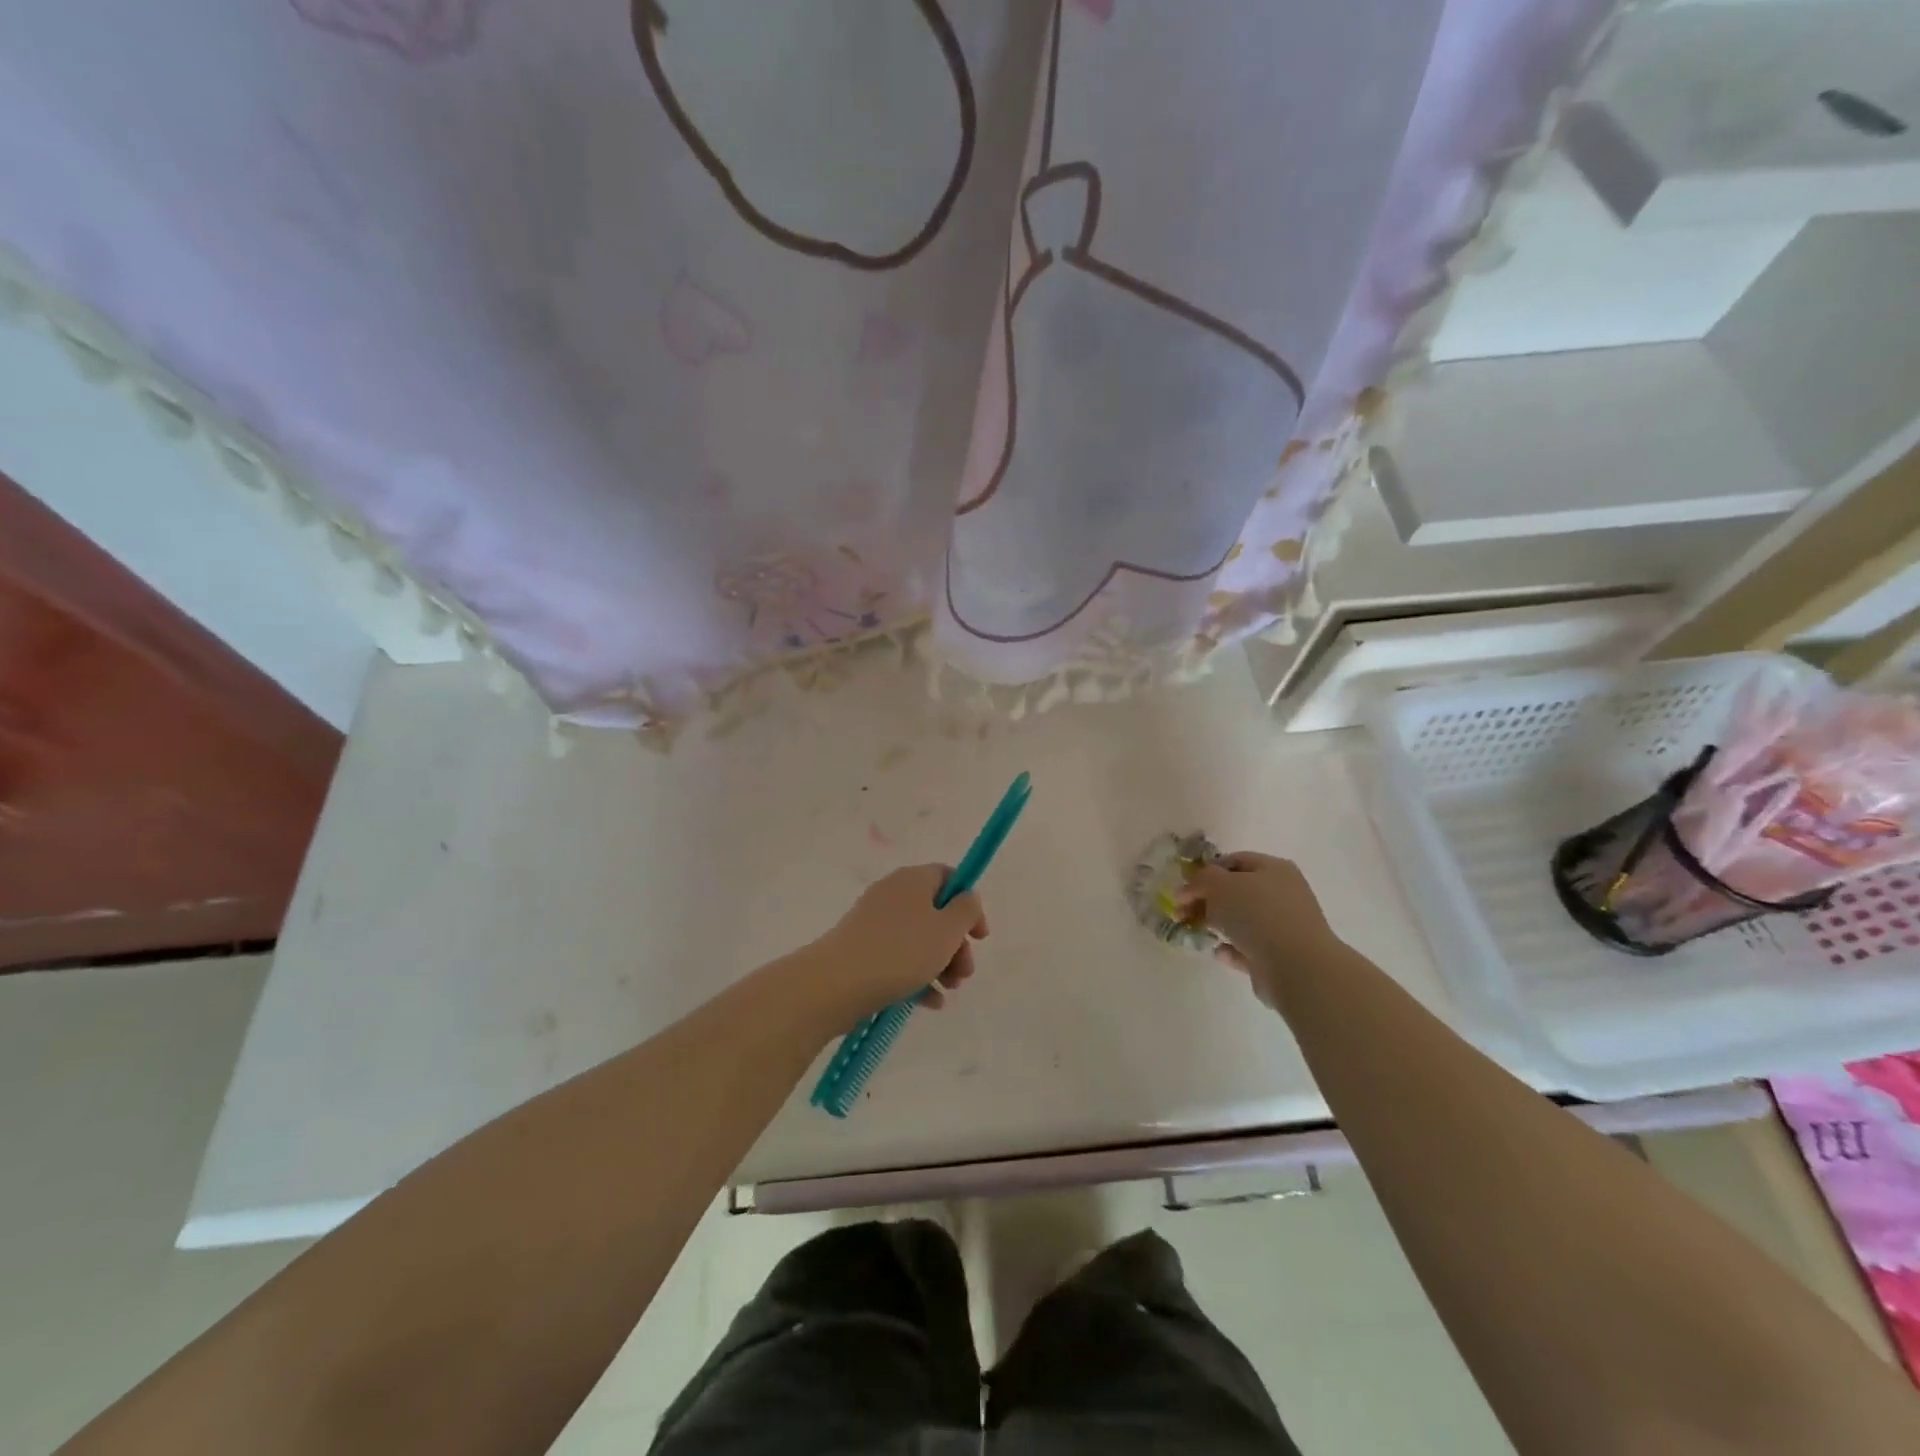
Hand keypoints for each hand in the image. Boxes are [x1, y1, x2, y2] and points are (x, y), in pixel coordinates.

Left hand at [803, 865, 988, 1027]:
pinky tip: (931, 1002)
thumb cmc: (901, 951)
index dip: (969, 903)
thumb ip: (966, 911)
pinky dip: (917, 977)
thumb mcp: (946, 930)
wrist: (836, 983)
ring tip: (949, 990)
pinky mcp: (861, 950)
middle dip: (956, 943)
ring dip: (940, 963)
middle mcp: (892, 894)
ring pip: (918, 938)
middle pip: (935, 912)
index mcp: (913, 879)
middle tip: (965, 972)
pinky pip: (898, 958)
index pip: (948, 877)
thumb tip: (967, 897)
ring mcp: (874, 922)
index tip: (980, 936)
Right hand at [1175, 852, 1339, 1002]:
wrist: (1296, 966)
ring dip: (1217, 925)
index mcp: (1274, 869)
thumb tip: (1190, 890)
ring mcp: (1283, 927)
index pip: (1233, 861)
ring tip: (1197, 932)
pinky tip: (1219, 952)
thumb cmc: (1257, 914)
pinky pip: (1248, 948)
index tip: (1184, 889)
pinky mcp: (1279, 956)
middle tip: (1180, 913)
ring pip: (1241, 921)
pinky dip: (1231, 949)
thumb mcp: (1219, 884)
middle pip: (1236, 892)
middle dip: (1206, 901)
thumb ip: (1200, 880)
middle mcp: (1282, 894)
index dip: (1205, 872)